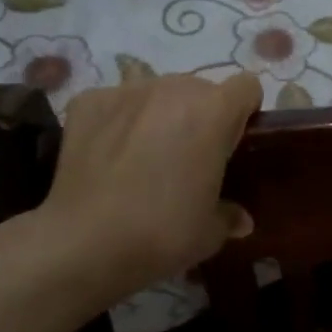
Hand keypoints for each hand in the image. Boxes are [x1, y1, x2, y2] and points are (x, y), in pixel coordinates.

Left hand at [29, 72, 261, 309]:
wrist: (83, 243)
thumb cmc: (161, 233)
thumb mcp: (209, 233)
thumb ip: (229, 215)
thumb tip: (240, 219)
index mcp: (214, 111)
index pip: (247, 87)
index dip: (244, 112)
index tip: (232, 144)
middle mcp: (174, 88)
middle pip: (199, 89)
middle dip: (199, 115)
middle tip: (187, 158)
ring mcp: (128, 91)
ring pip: (157, 92)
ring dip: (159, 115)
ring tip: (143, 156)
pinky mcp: (89, 101)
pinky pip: (114, 103)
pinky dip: (116, 121)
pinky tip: (107, 155)